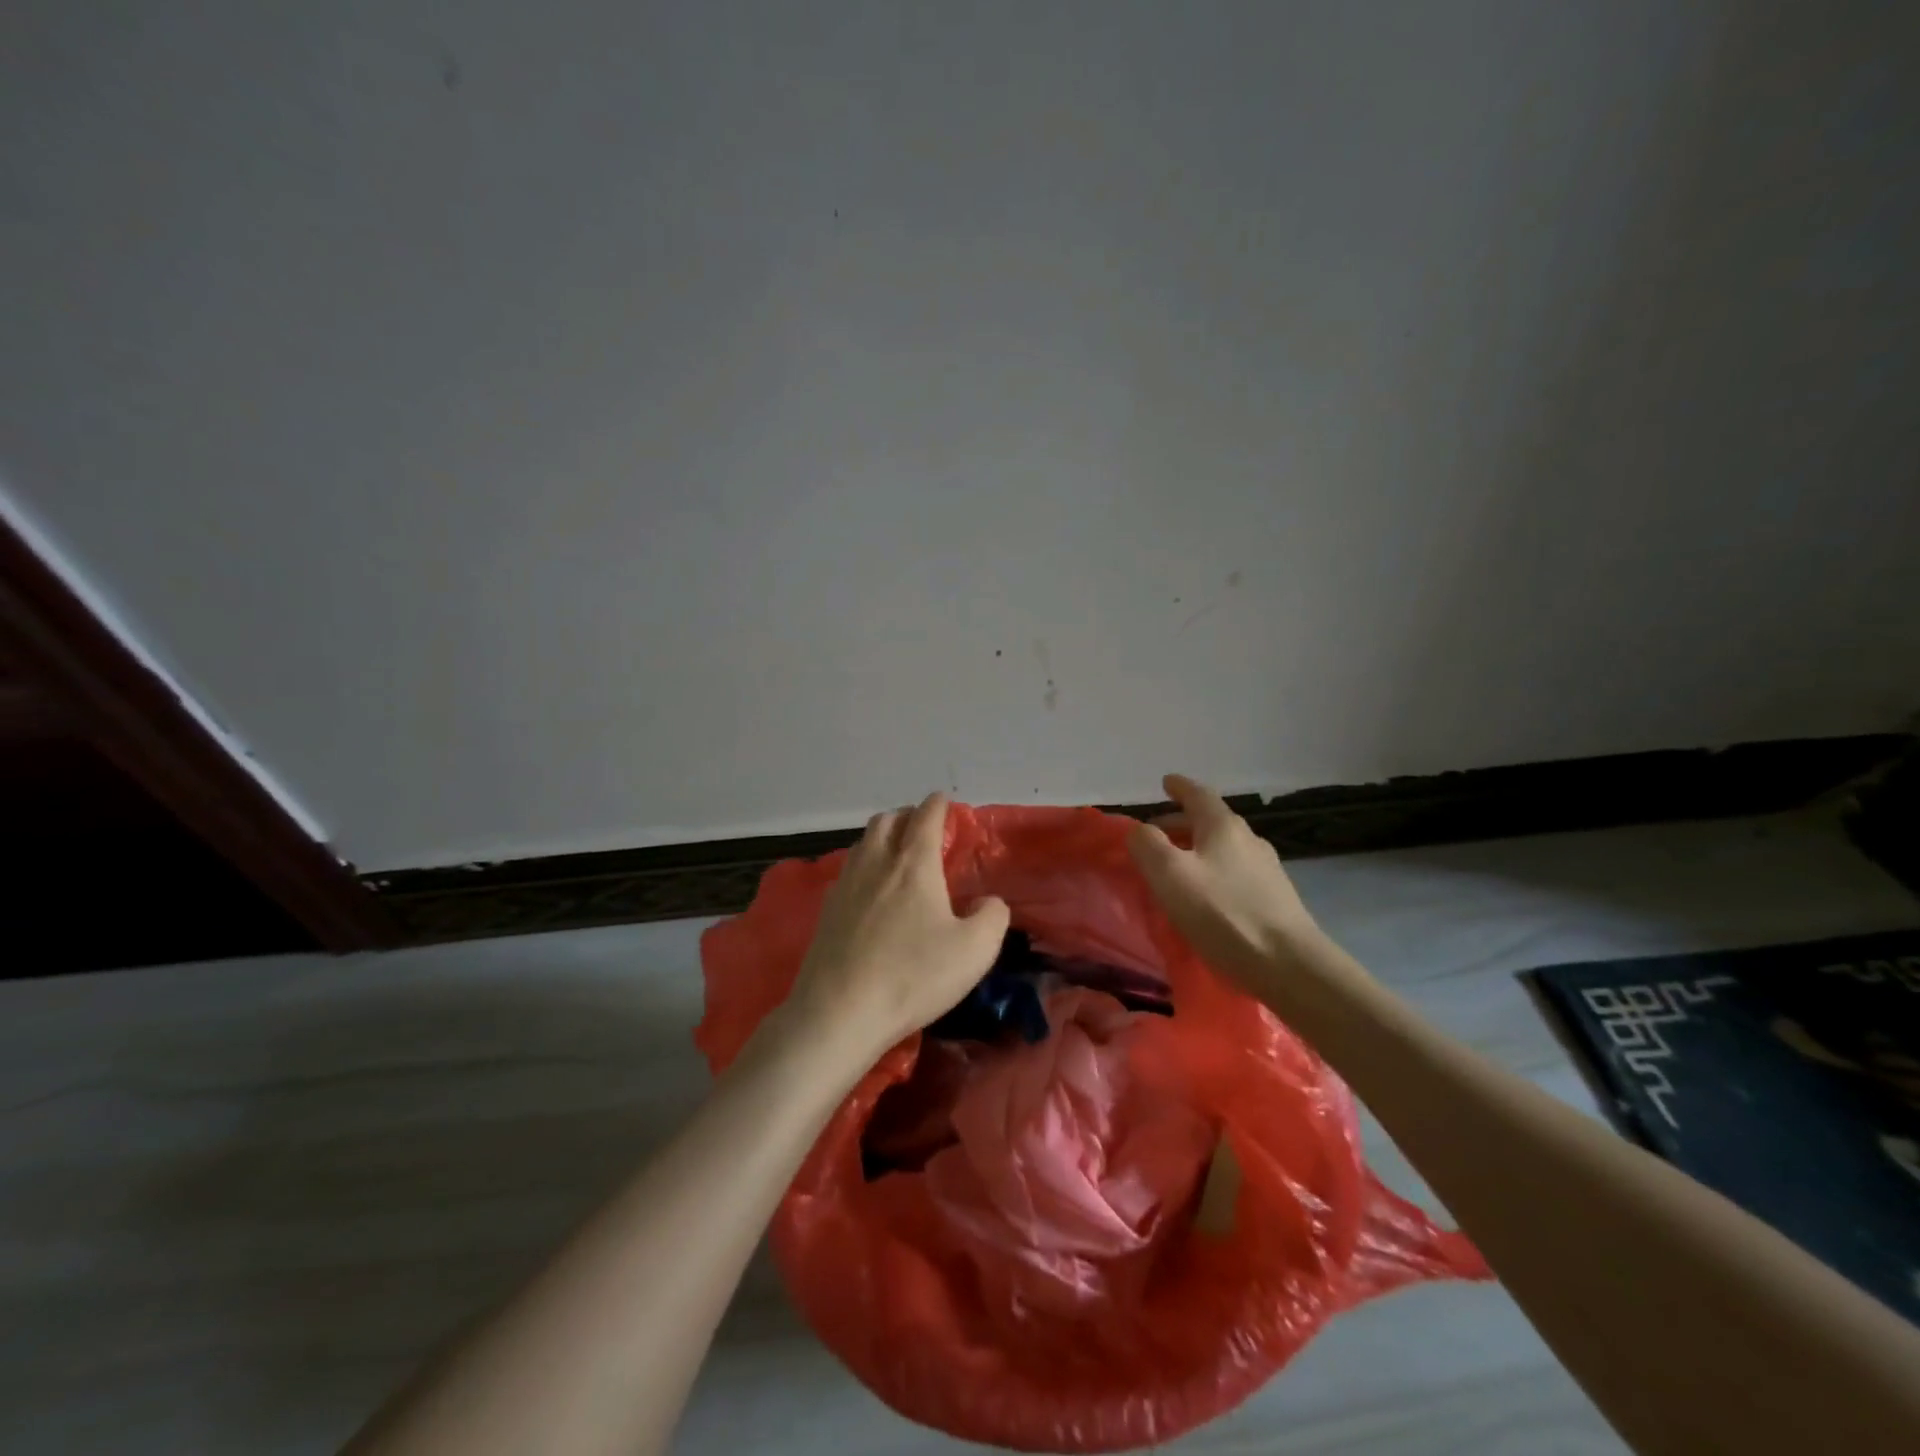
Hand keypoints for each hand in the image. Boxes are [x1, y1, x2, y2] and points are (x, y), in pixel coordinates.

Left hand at [783, 792, 1010, 1069]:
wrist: (840, 1011)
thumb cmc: (913, 975)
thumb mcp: (975, 950)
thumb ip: (992, 917)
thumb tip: (988, 902)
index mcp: (913, 863)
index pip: (926, 816)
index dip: (938, 804)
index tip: (945, 802)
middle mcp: (876, 862)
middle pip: (887, 820)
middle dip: (907, 815)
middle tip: (924, 829)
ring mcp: (845, 884)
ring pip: (863, 842)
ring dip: (883, 837)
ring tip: (898, 855)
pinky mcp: (826, 909)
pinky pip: (848, 870)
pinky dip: (864, 865)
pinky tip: (871, 890)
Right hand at [1127, 774, 1321, 990]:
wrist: (1288, 965)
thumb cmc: (1223, 913)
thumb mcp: (1170, 875)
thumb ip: (1147, 845)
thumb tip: (1140, 830)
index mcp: (1224, 827)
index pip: (1199, 795)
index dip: (1180, 787)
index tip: (1166, 782)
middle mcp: (1249, 840)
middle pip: (1211, 821)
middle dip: (1181, 822)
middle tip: (1156, 833)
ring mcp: (1267, 870)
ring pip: (1224, 848)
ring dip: (1198, 849)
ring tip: (1177, 866)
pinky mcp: (1275, 899)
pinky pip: (1235, 873)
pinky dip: (1213, 871)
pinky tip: (1206, 894)